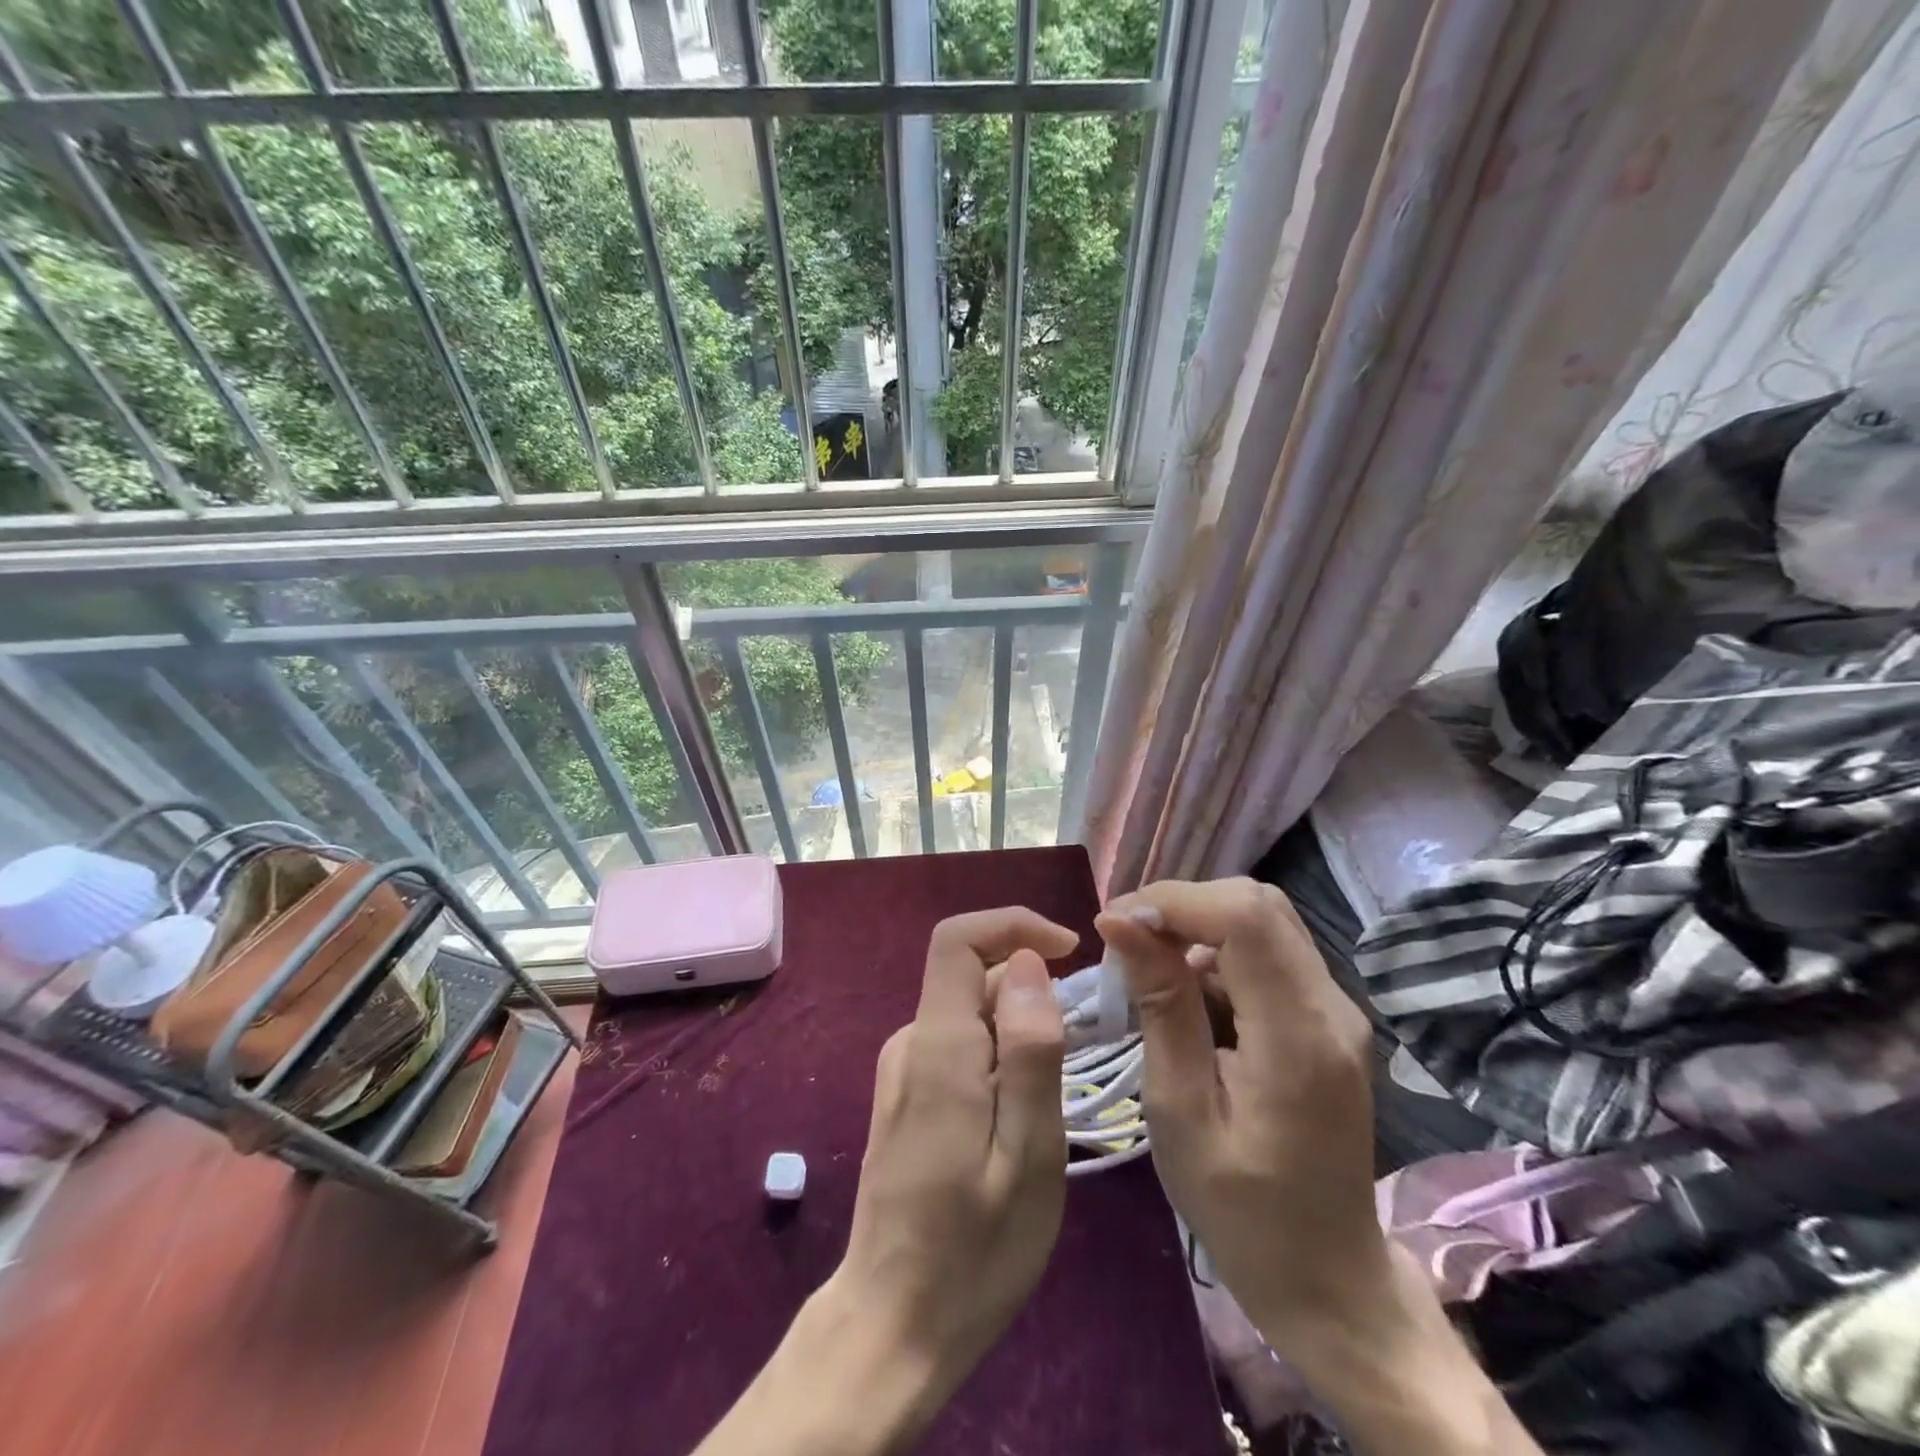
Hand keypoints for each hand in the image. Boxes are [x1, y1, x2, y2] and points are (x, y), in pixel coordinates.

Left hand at [696, 907, 1078, 1455]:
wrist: (892, 1325)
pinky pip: (960, 1044)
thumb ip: (1031, 1052)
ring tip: (1057, 1094)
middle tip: (1084, 1046)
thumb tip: (1029, 962)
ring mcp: (903, 1068)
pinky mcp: (906, 1094)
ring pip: (970, 1012)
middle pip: (972, 974)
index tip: (1071, 950)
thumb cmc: (974, 1252)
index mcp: (939, 1047)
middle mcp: (911, 1042)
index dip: (1013, 924)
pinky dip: (1001, 1053)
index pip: (958, 939)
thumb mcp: (1028, 1156)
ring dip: (1021, 1026)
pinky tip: (1023, 1113)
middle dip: (1032, 986)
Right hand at [1095, 878, 1388, 1357]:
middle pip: (1258, 904)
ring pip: (1262, 920)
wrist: (1329, 1280)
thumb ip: (1161, 1008)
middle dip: (1182, 906)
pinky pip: (1268, 953)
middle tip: (1124, 940)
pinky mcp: (1327, 1018)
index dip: (1174, 901)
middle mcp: (1332, 1007)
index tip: (1114, 924)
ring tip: (1144, 966)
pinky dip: (1216, 951)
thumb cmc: (1242, 1212)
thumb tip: (1122, 923)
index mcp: (1299, 1037)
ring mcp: (1337, 1010)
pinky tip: (1182, 991)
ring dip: (1196, 926)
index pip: (1245, 917)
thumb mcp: (1180, 1112)